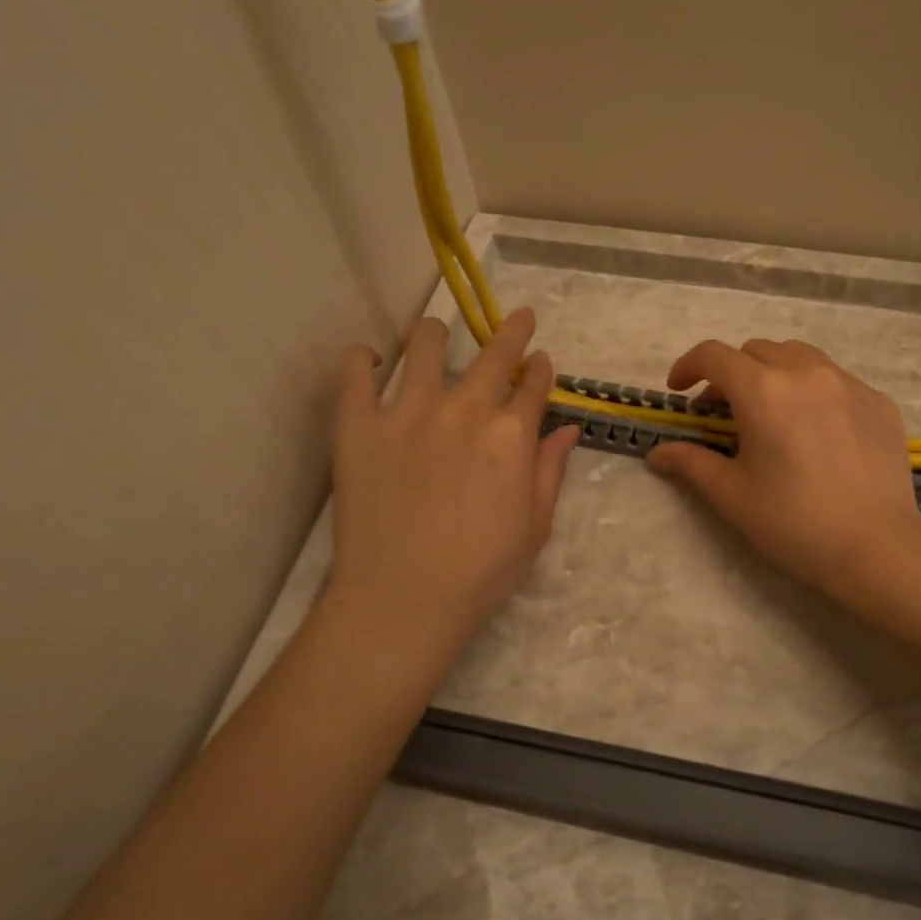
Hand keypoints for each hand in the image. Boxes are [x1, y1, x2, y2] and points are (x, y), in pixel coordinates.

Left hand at [326, 309, 578, 670]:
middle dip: (512, 332)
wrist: (403, 600)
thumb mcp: (535, 526)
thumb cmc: (481, 572)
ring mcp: (407, 412)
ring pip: (423, 347)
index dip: (542, 370)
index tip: (542, 361)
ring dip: (436, 333)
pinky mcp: (358, 426)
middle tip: (519, 319)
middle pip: (494, 355)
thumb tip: (566, 430)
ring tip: (435, 331)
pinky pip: (354, 375)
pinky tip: (367, 358)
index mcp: (511, 435)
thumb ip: (550, 471)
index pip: (534, 386)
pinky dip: (361, 360)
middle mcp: (464, 410)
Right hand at [644, 339, 920, 600]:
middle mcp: (807, 372)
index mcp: (764, 390)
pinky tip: (817, 430)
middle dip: (731, 373)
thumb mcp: (732, 495)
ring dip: (774, 373)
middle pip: (756, 351)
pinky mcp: (879, 403)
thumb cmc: (794, 522)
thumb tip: (657, 453)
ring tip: (771, 412)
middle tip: (723, 412)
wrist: (876, 549)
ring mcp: (849, 384)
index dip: (688, 366)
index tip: (679, 391)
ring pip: (800, 357)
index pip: (714, 355)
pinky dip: (814, 392)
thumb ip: (691, 463)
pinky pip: (837, 381)